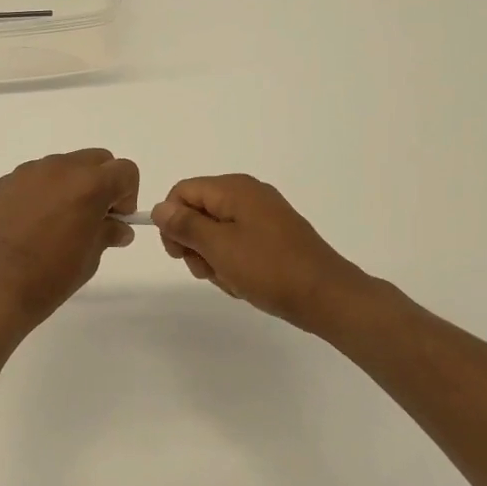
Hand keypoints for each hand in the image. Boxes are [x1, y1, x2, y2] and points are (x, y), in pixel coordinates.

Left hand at [0, 149, 139, 332]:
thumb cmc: (48, 278)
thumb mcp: (89, 259)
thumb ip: (107, 233)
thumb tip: (117, 228)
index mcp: (88, 185)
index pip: (125, 170)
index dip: (127, 195)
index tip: (115, 220)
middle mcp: (59, 168)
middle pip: (95, 159)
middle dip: (102, 183)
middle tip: (92, 218)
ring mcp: (27, 173)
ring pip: (62, 166)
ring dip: (70, 186)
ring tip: (57, 224)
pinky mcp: (3, 183)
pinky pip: (34, 179)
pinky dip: (42, 193)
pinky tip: (30, 226)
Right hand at [151, 173, 379, 333]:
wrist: (327, 297)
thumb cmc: (269, 269)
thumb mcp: (219, 247)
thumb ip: (185, 225)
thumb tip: (159, 208)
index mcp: (234, 188)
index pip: (182, 192)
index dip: (172, 221)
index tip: (179, 253)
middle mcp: (248, 194)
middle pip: (198, 212)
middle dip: (195, 245)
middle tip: (208, 271)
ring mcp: (263, 216)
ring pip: (216, 233)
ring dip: (214, 260)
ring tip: (231, 280)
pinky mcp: (273, 236)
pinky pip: (238, 244)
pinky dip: (233, 264)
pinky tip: (245, 284)